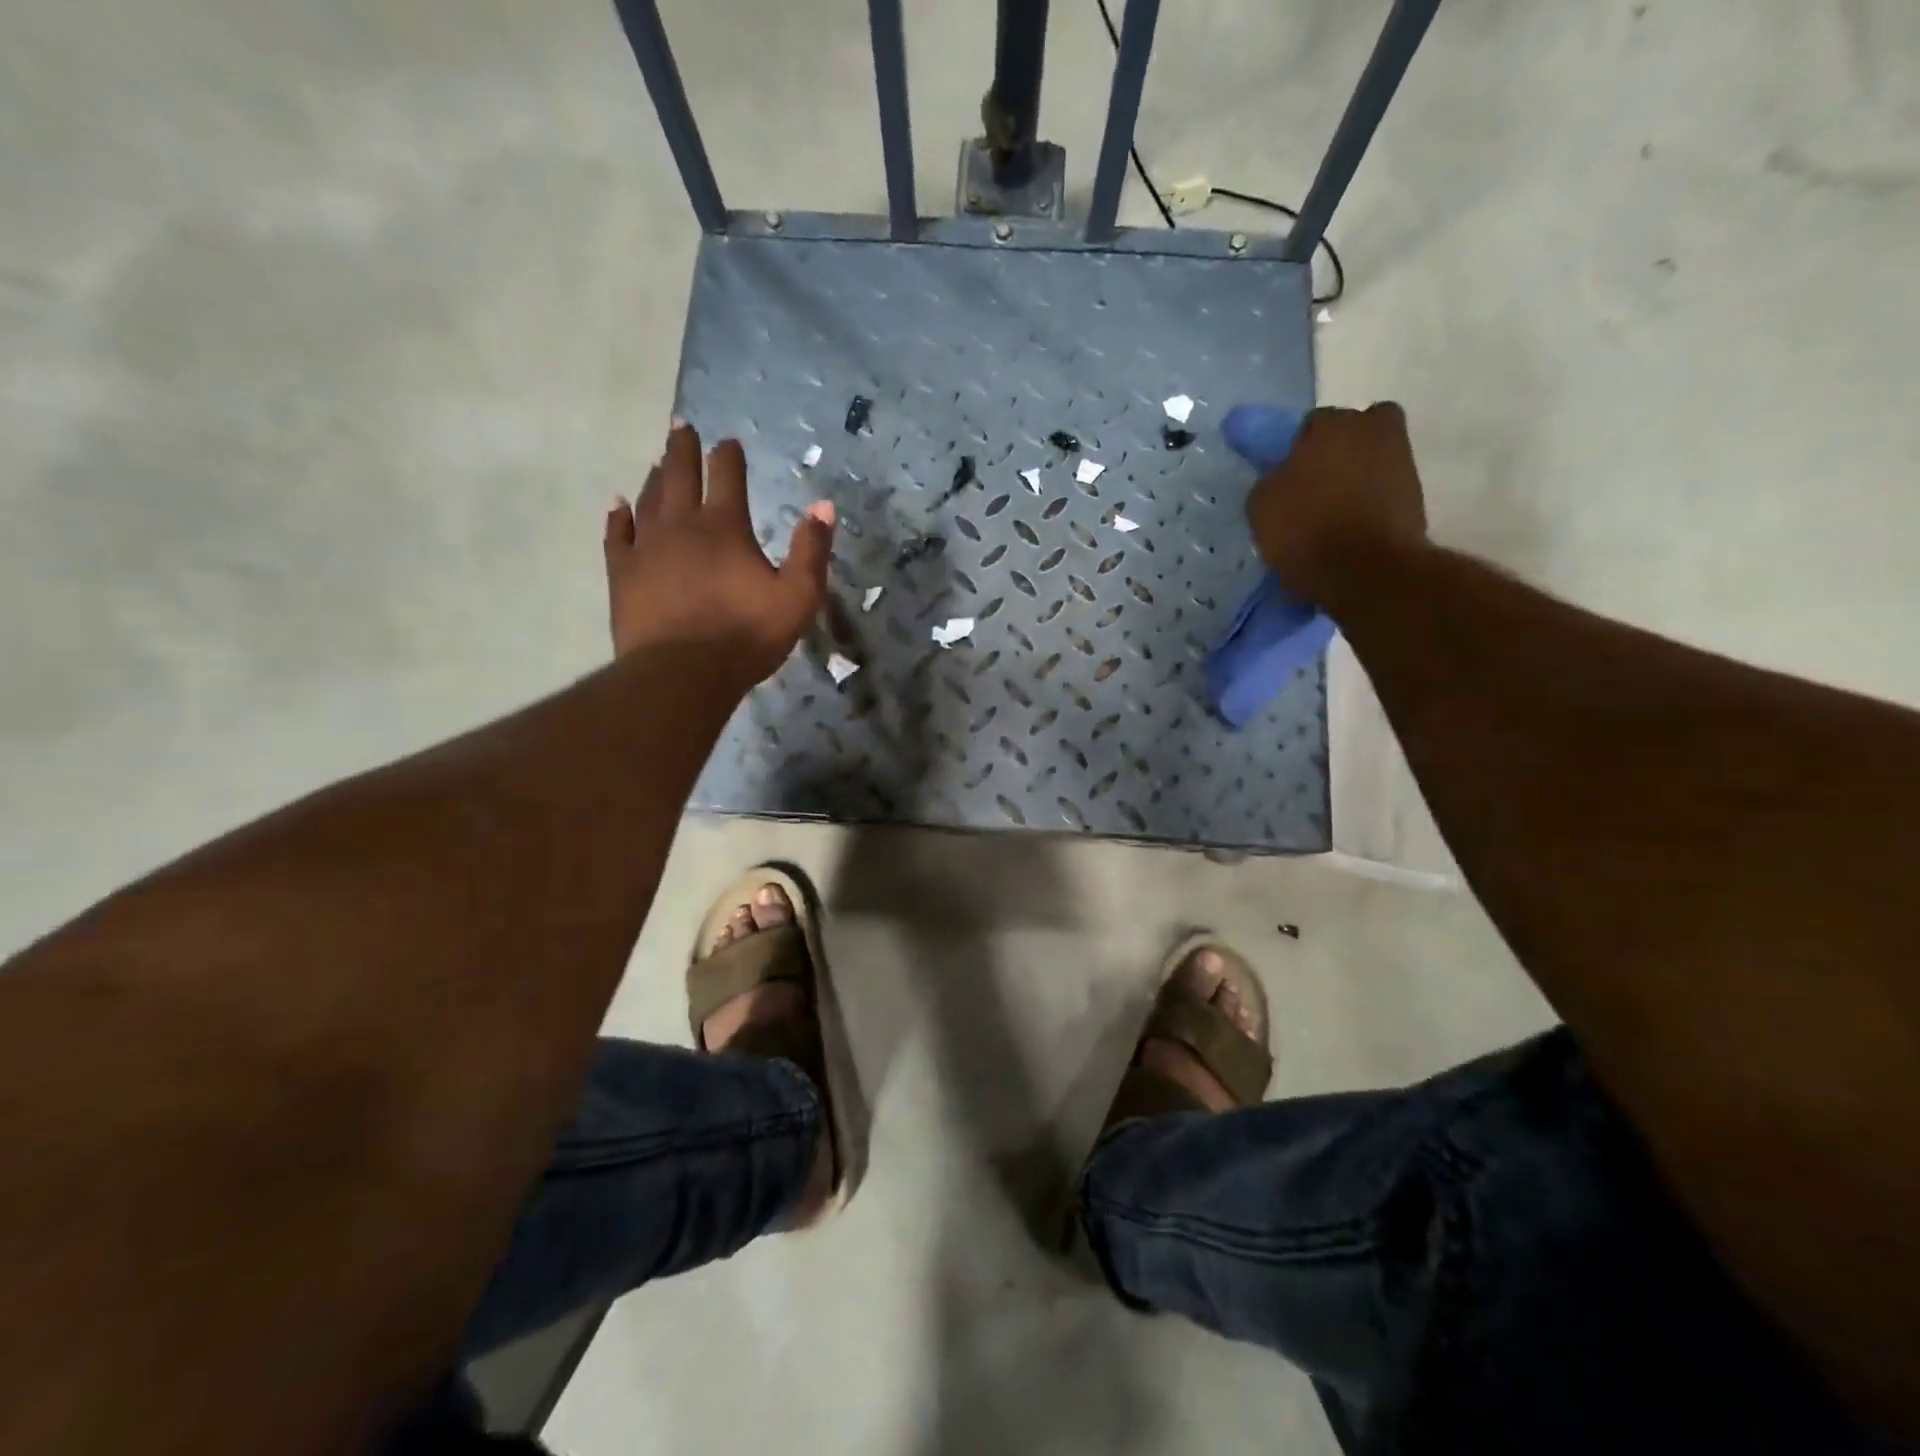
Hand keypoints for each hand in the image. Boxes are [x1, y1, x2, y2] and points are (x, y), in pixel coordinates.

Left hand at [604, 424, 834, 690]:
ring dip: (655, 477)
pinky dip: (619, 516)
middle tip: (681, 426)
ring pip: (648, 499)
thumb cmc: (746, 636)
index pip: (727, 477)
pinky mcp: (623, 573)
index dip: (729, 456)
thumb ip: (811, 550)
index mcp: (725, 528)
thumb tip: (823, 505)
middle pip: (680, 475)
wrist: (682, 673)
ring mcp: (647, 548)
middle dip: (683, 450)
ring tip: (658, 462)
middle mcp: (682, 526)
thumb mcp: (797, 597)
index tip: (728, 442)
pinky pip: (618, 534)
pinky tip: (619, 505)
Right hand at [1243, 403, 1427, 598]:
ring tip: (1332, 513)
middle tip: (1315, 485)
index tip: (1287, 474)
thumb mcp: (1262, 507)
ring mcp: (1401, 460)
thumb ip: (1271, 481)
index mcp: (1329, 424)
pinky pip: (1384, 490)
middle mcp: (1372, 429)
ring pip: (1371, 460)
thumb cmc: (1306, 530)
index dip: (1295, 450)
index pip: (1308, 426)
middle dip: (1336, 452)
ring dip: (1356, 477)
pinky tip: (1351, 528)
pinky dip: (1371, 503)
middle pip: (1350, 433)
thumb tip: (1281, 478)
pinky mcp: (1417, 494)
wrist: (1365, 571)